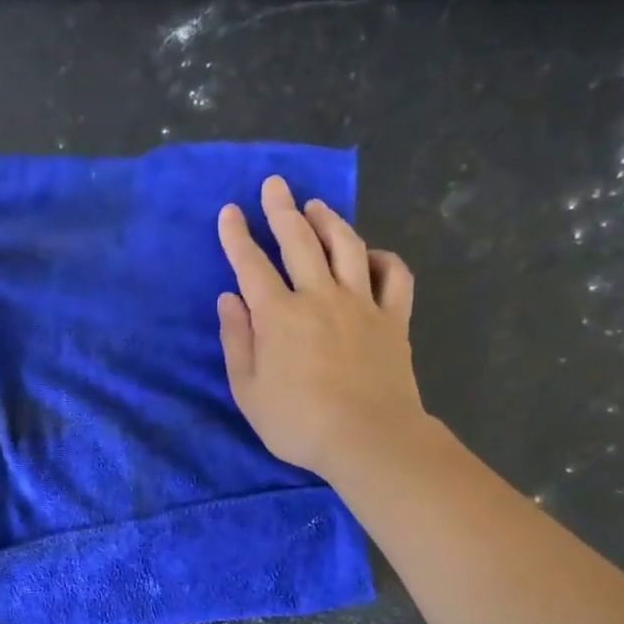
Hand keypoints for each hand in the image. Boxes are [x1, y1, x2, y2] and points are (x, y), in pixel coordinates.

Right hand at [216, 175, 425, 482]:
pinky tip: (369, 254)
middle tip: (274, 184)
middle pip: (299, 241)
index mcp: (279, 315)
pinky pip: (394, 276)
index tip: (228, 212)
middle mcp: (319, 296)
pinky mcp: (393, 318)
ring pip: (346, 246)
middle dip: (281, 209)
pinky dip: (382, 258)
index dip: (237, 236)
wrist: (369, 439)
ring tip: (316, 205)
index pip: (251, 265)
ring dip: (329, 221)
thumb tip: (229, 299)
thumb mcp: (248, 390)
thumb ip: (237, 340)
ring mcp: (361, 304)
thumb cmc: (298, 423)